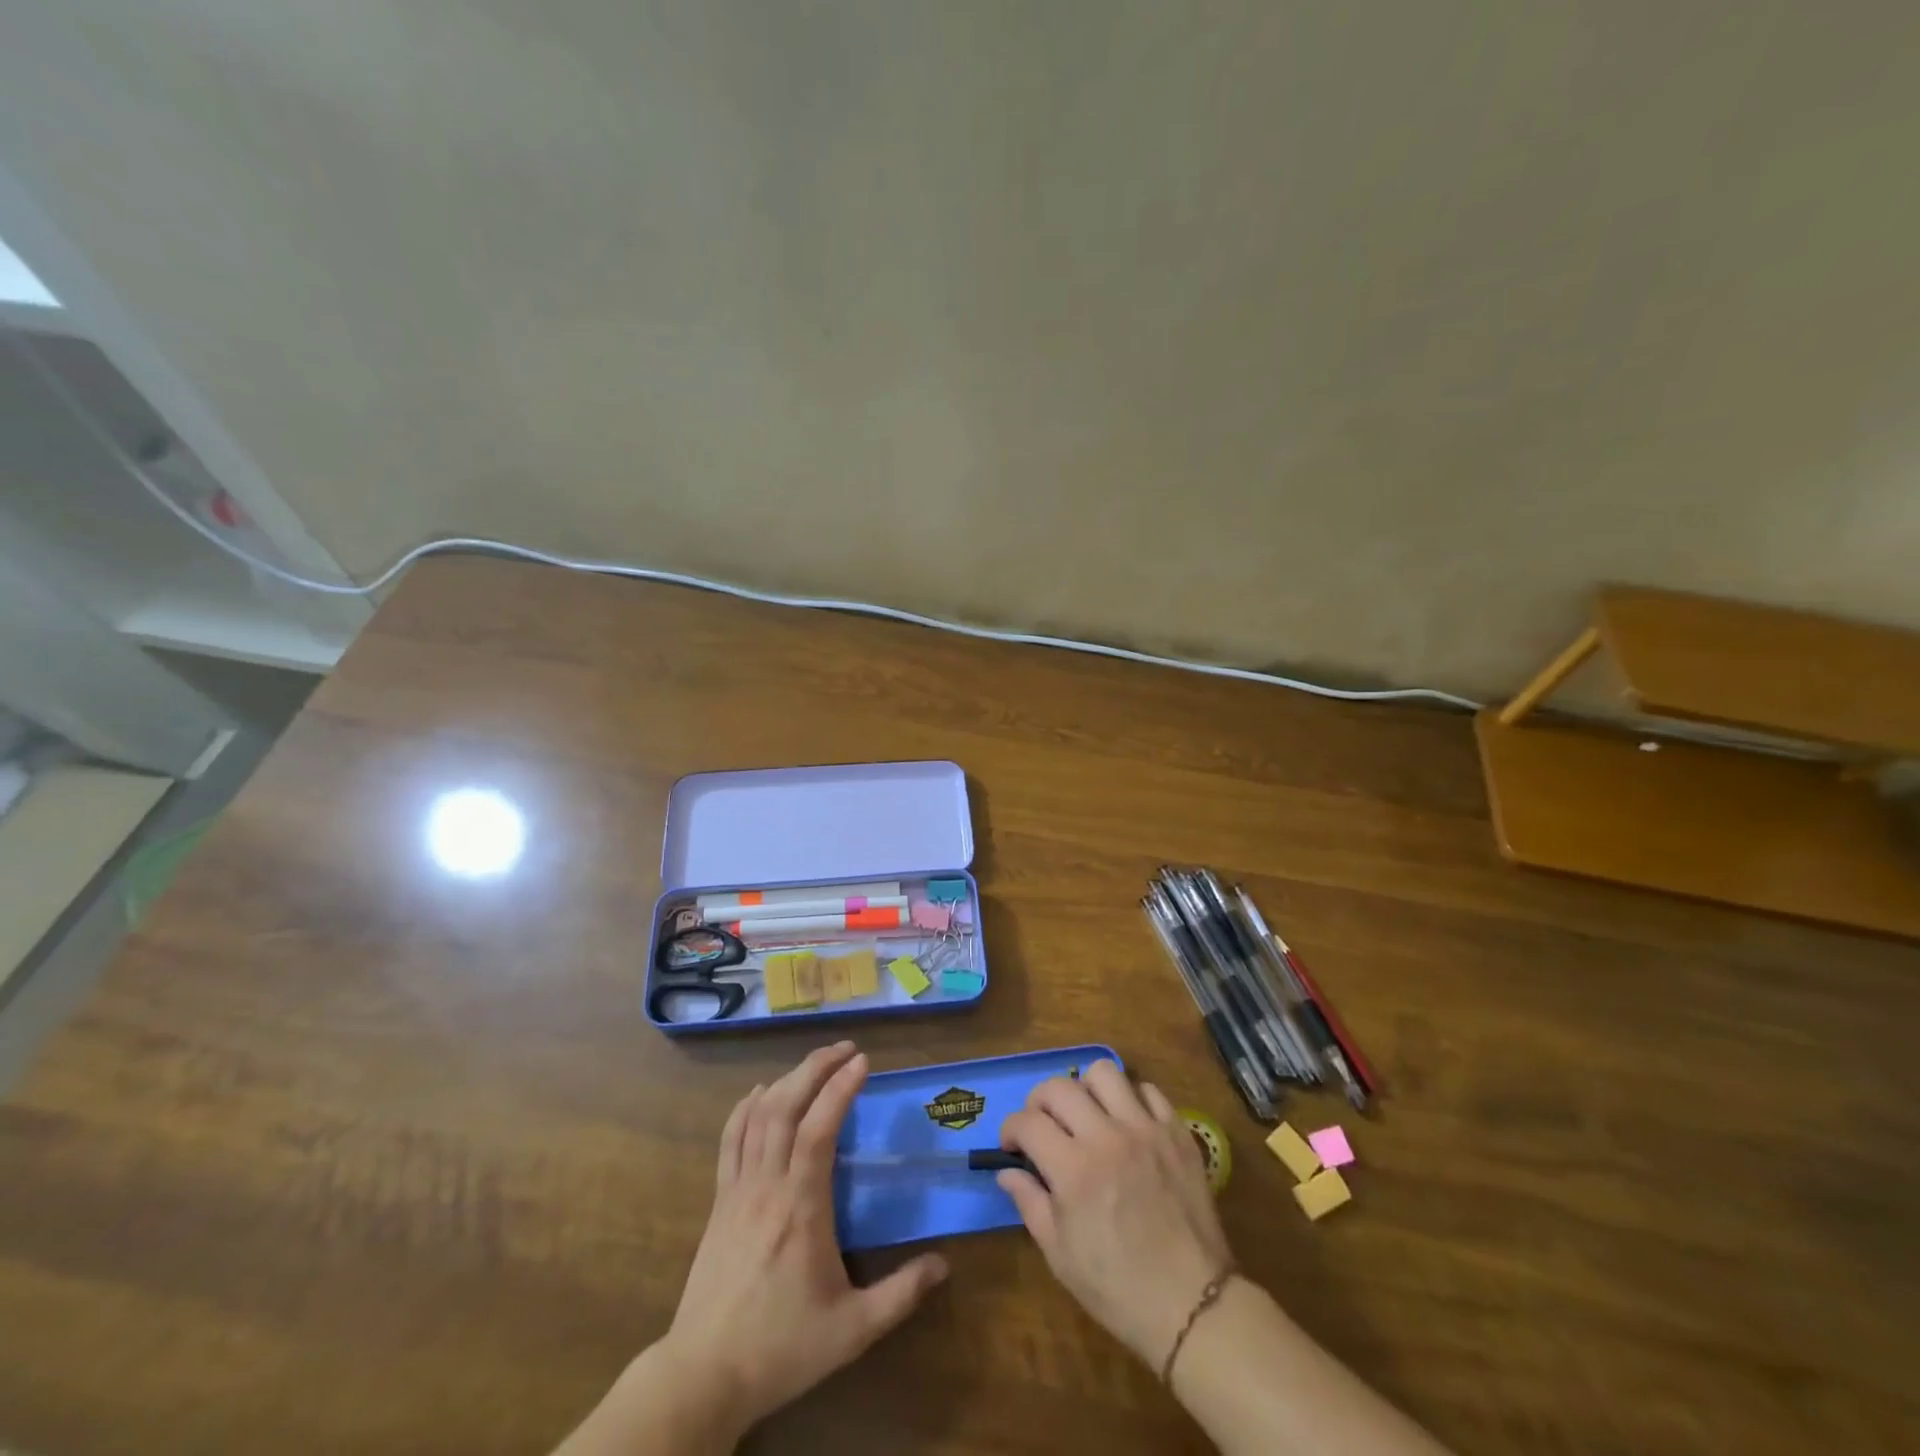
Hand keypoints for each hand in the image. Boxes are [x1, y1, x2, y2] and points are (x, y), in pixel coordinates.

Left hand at [661, 1041, 947, 1438]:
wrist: (703, 1376)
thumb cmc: (782, 1348)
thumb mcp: (852, 1330)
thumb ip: (901, 1294)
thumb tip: (945, 1264)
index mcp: (801, 1207)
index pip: (819, 1129)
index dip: (840, 1089)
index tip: (863, 1061)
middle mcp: (767, 1185)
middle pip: (785, 1107)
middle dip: (815, 1068)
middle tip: (845, 1048)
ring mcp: (737, 1190)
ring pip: (758, 1116)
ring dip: (787, 1080)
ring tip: (815, 1062)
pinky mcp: (719, 1201)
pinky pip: (730, 1139)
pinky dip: (746, 1108)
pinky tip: (761, 1093)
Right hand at [997, 1061, 1232, 1369]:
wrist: (1193, 1305)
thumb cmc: (1118, 1288)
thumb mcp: (1059, 1255)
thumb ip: (1029, 1202)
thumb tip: (1007, 1170)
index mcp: (1074, 1169)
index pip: (1027, 1122)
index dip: (1011, 1129)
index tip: (1012, 1146)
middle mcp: (1107, 1137)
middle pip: (1059, 1087)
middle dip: (1039, 1102)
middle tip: (1042, 1125)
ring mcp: (1146, 1129)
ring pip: (1104, 1073)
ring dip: (1085, 1089)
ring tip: (1087, 1114)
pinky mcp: (1177, 1132)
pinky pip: (1149, 1091)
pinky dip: (1131, 1099)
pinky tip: (1127, 1124)